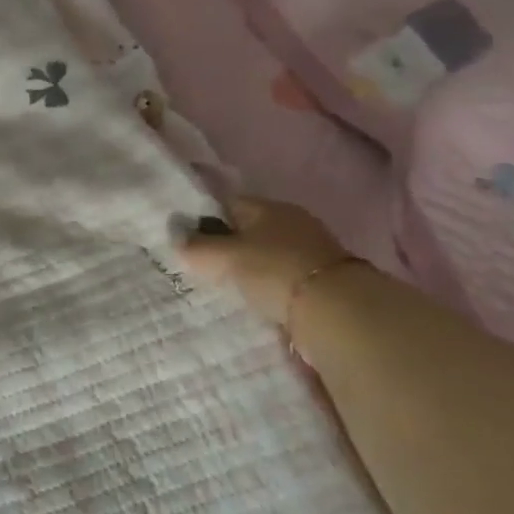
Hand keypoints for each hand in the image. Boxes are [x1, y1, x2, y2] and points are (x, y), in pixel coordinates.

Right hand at [178, 197, 351, 328]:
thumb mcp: (224, 257)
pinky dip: (270, 285)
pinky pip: (284, 275)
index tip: (189, 240)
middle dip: (229, 245)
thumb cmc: (274, 271)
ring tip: (229, 287)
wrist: (336, 310)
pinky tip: (258, 299)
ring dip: (251, 268)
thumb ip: (196, 247)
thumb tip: (177, 239)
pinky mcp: (323, 277)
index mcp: (267, 206)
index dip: (205, 218)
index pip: (227, 203)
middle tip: (205, 267)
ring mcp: (311, 249)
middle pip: (249, 229)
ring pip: (267, 253)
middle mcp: (291, 220)